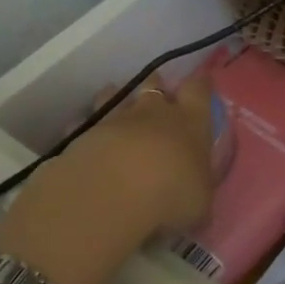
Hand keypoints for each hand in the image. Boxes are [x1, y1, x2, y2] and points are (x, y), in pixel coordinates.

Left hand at [0, 73, 216, 283]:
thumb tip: (195, 194)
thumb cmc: (171, 193)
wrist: (113, 192)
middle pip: (155, 84)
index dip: (200, 84)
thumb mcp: (200, 202)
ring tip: (115, 103)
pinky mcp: (83, 132)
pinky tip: (82, 137)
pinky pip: (85, 122)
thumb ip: (197, 190)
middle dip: (156, 87)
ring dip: (117, 97)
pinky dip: (85, 126)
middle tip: (157, 95)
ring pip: (115, 95)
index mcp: (190, 122)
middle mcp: (153, 112)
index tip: (202, 80)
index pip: (199, 90)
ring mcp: (115, 118)